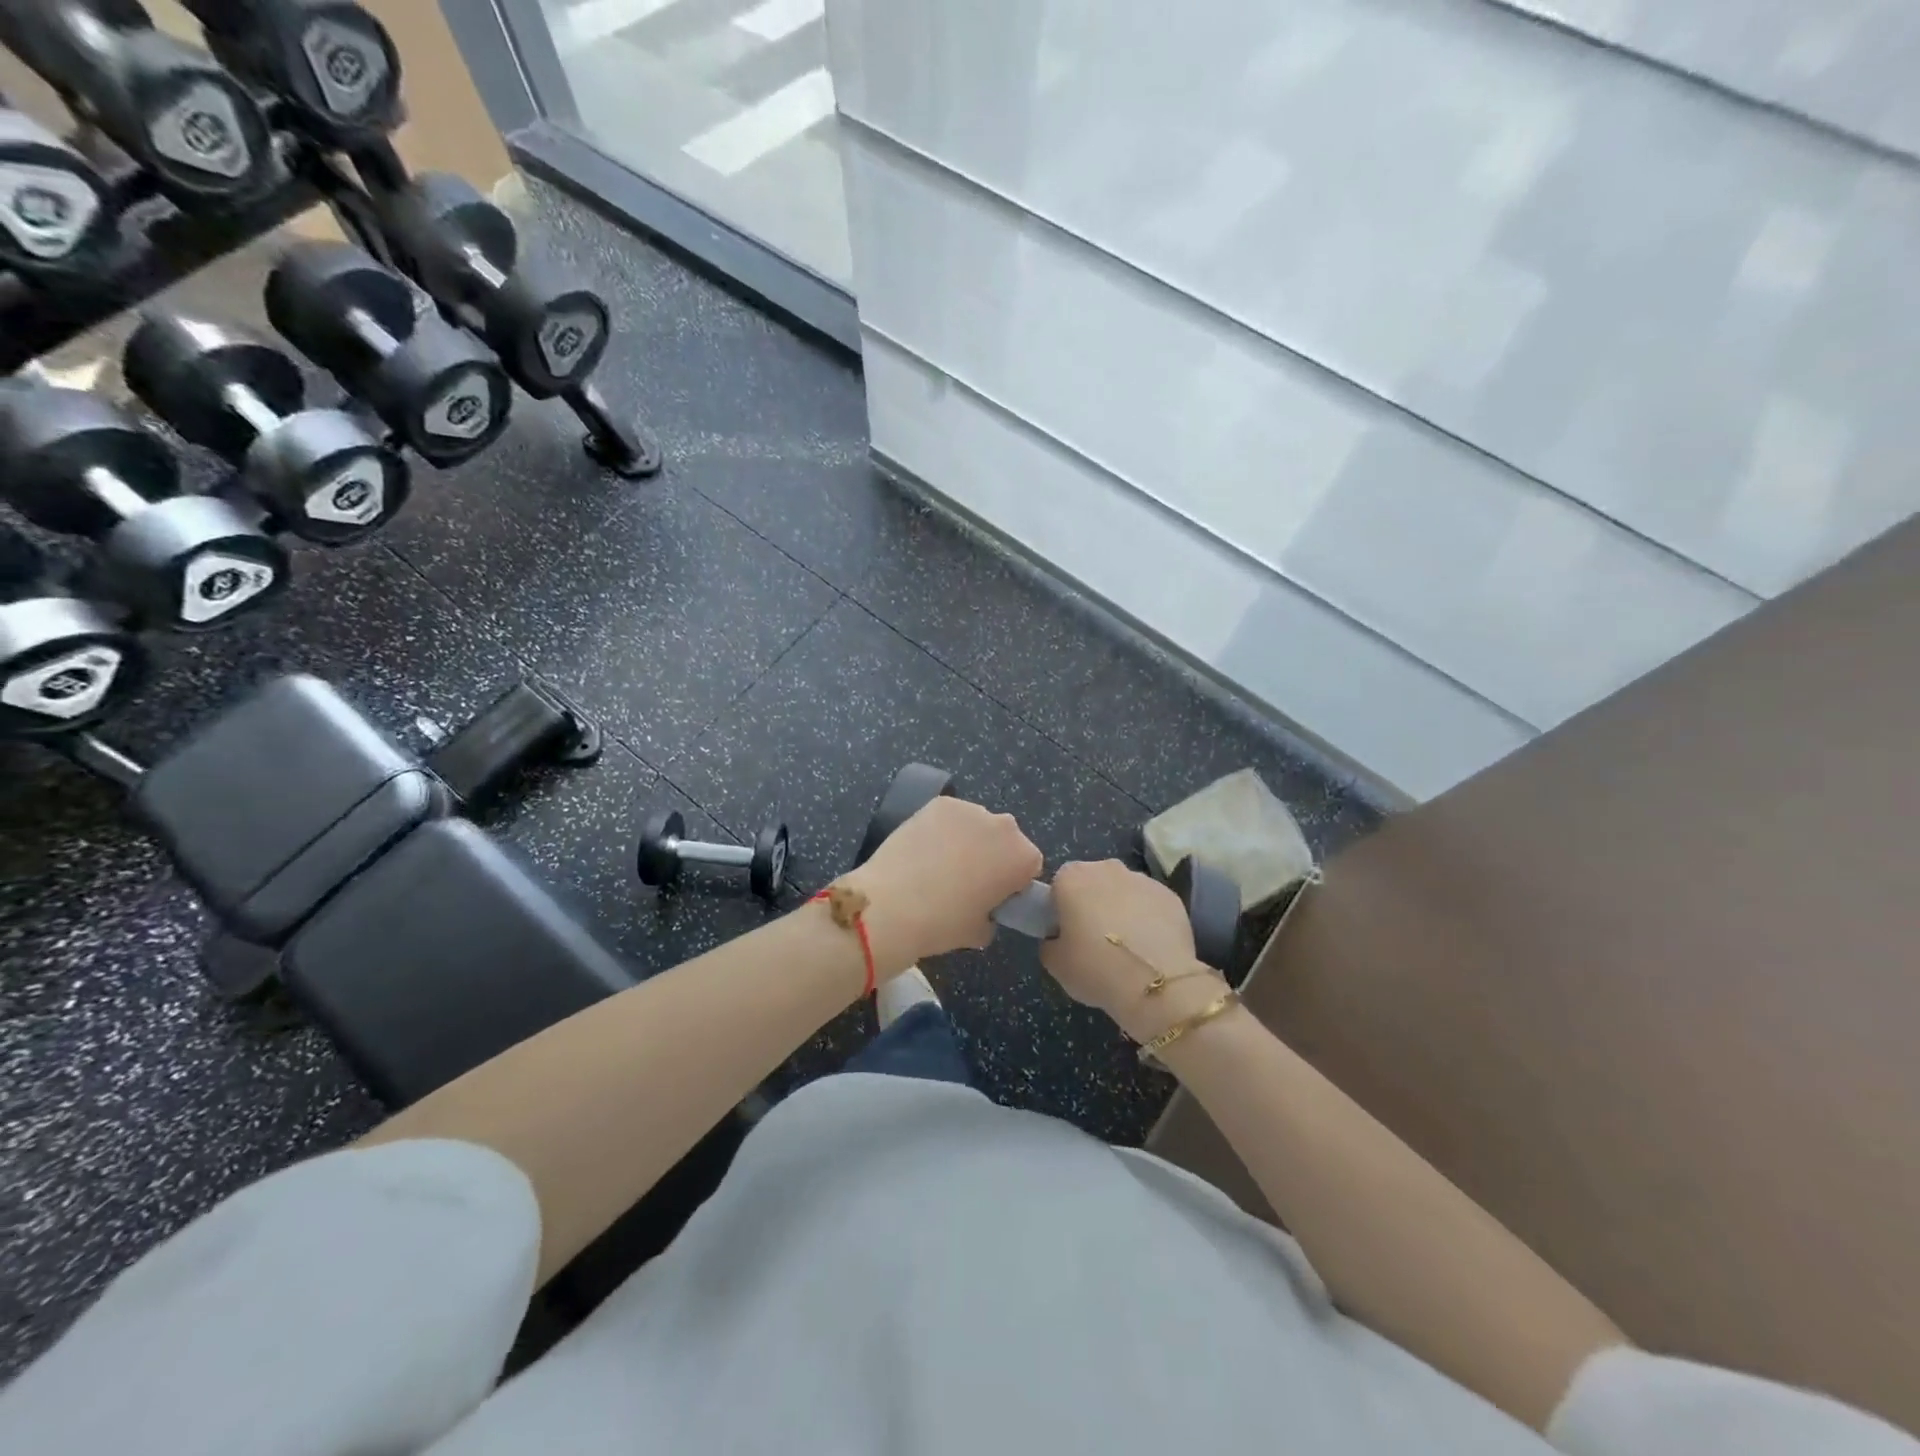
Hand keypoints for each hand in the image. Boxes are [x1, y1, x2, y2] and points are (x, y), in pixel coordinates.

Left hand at [844, 795, 1042, 972]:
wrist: (892, 905)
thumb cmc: (942, 924)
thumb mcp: (980, 932)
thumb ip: (993, 915)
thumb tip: (983, 907)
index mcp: (1023, 858)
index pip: (1030, 866)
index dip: (1012, 881)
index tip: (994, 895)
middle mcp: (1004, 826)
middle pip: (1005, 839)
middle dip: (992, 854)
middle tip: (967, 880)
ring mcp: (970, 810)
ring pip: (977, 824)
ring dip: (967, 839)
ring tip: (939, 864)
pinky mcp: (940, 803)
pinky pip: (950, 816)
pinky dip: (942, 828)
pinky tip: (924, 848)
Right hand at [1039, 860, 1219, 1042]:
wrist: (1156, 982)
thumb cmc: (1096, 968)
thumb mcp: (1055, 964)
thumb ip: (1049, 942)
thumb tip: (1058, 938)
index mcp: (1071, 878)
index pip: (1058, 885)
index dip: (1061, 908)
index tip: (1067, 933)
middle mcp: (1106, 868)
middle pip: (1092, 882)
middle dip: (1092, 903)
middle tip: (1094, 939)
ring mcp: (1141, 878)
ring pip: (1123, 890)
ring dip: (1121, 908)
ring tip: (1126, 945)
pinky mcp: (1169, 894)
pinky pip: (1149, 903)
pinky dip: (1148, 917)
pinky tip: (1150, 946)